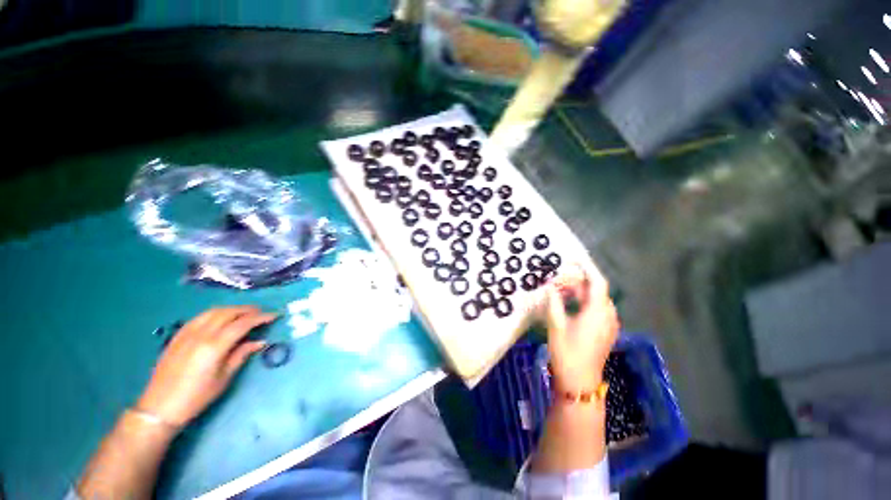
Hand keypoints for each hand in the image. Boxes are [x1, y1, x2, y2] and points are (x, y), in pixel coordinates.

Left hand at [136, 306, 274, 427]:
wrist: (160, 407)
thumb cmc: (197, 396)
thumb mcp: (224, 378)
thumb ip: (241, 355)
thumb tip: (260, 341)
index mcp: (214, 346)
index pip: (243, 323)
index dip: (261, 317)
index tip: (275, 315)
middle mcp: (201, 334)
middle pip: (229, 312)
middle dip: (248, 310)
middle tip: (262, 313)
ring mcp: (187, 333)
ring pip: (214, 311)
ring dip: (233, 309)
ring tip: (245, 313)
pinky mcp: (178, 335)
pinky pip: (200, 316)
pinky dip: (216, 313)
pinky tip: (221, 318)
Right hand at [544, 266, 618, 392]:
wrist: (579, 382)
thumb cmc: (567, 352)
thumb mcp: (556, 324)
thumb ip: (553, 301)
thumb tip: (550, 285)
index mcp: (598, 312)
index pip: (597, 282)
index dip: (587, 268)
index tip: (573, 259)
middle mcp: (608, 315)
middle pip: (595, 290)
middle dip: (577, 282)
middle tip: (558, 280)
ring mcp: (609, 324)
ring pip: (595, 300)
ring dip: (579, 292)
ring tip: (560, 291)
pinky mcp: (605, 331)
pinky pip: (596, 310)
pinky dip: (583, 302)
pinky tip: (568, 306)